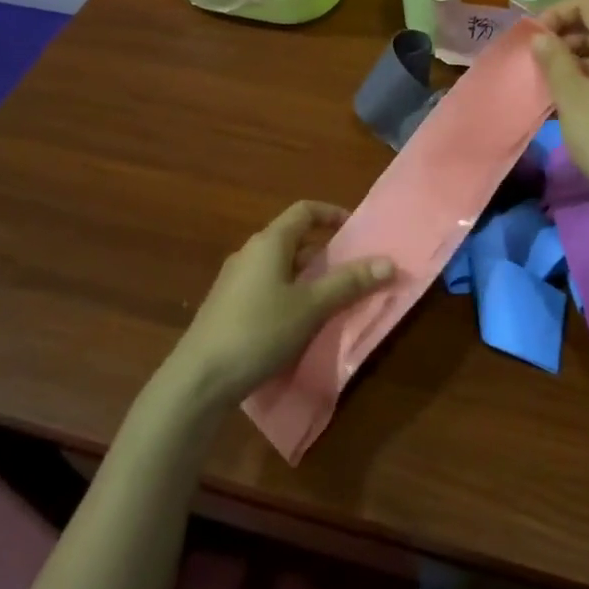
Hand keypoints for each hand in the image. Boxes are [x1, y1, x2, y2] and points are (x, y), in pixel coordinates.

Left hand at [167, 201, 394, 406]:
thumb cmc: (259, 331)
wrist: (200, 378)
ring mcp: (234, 280)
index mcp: (269, 242)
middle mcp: (250, 253)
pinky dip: (289, 293)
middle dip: (324, 251)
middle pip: (293, 239)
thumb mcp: (311, 307)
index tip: (356, 229)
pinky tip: (299, 322)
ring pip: (280, 266)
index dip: (332, 214)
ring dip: (308, 275)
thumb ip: (349, 283)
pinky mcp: (227, 306)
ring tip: (332, 298)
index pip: (304, 211)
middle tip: (352, 270)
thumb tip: (389, 262)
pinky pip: (266, 287)